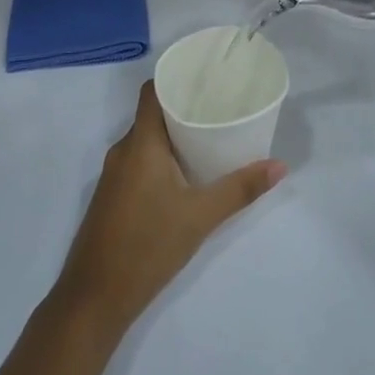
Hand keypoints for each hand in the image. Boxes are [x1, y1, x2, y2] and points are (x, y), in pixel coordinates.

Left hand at [53, 83, 284, 343]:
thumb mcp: (200, 217)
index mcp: (140, 143)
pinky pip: (139, 160)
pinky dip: (161, 156)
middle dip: (183, 106)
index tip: (206, 75)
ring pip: (146, 139)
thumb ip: (239, 189)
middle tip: (219, 105)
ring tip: (208, 135)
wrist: (94, 298)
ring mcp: (113, 174)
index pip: (152, 91)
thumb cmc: (147, 246)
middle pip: (152, 113)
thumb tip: (279, 166)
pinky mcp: (112, 196)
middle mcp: (123, 150)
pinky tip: (185, 172)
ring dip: (173, 134)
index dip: (175, 77)